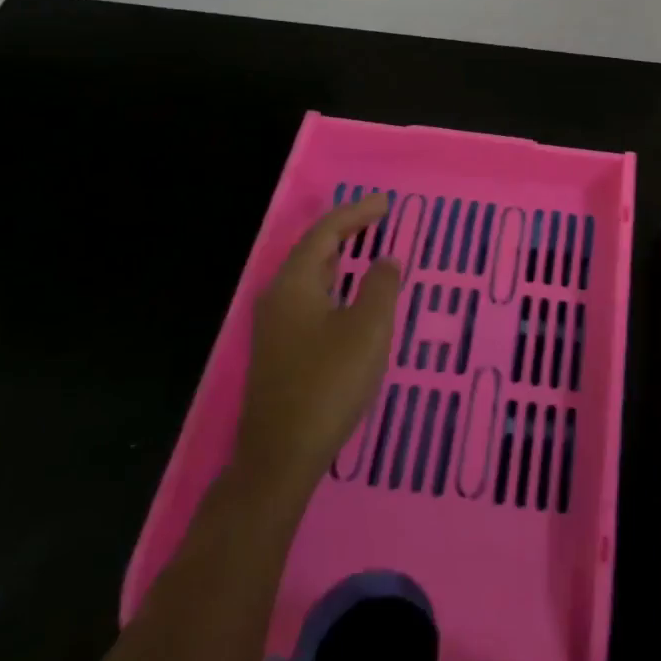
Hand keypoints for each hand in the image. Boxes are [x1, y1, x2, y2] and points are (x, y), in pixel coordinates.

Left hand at [227, 193, 401, 513]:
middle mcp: (277, 297)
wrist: (280, 456)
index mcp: (294, 283)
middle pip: (312, 251)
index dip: (356, 213)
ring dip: (337, 258)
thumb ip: (380, 287)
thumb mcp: (367, 330)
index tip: (386, 204)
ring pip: (309, 277)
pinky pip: (308, 299)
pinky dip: (332, 284)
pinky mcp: (279, 351)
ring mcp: (274, 326)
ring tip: (365, 248)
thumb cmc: (328, 384)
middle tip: (377, 219)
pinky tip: (347, 297)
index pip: (325, 233)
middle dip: (345, 231)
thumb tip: (385, 260)